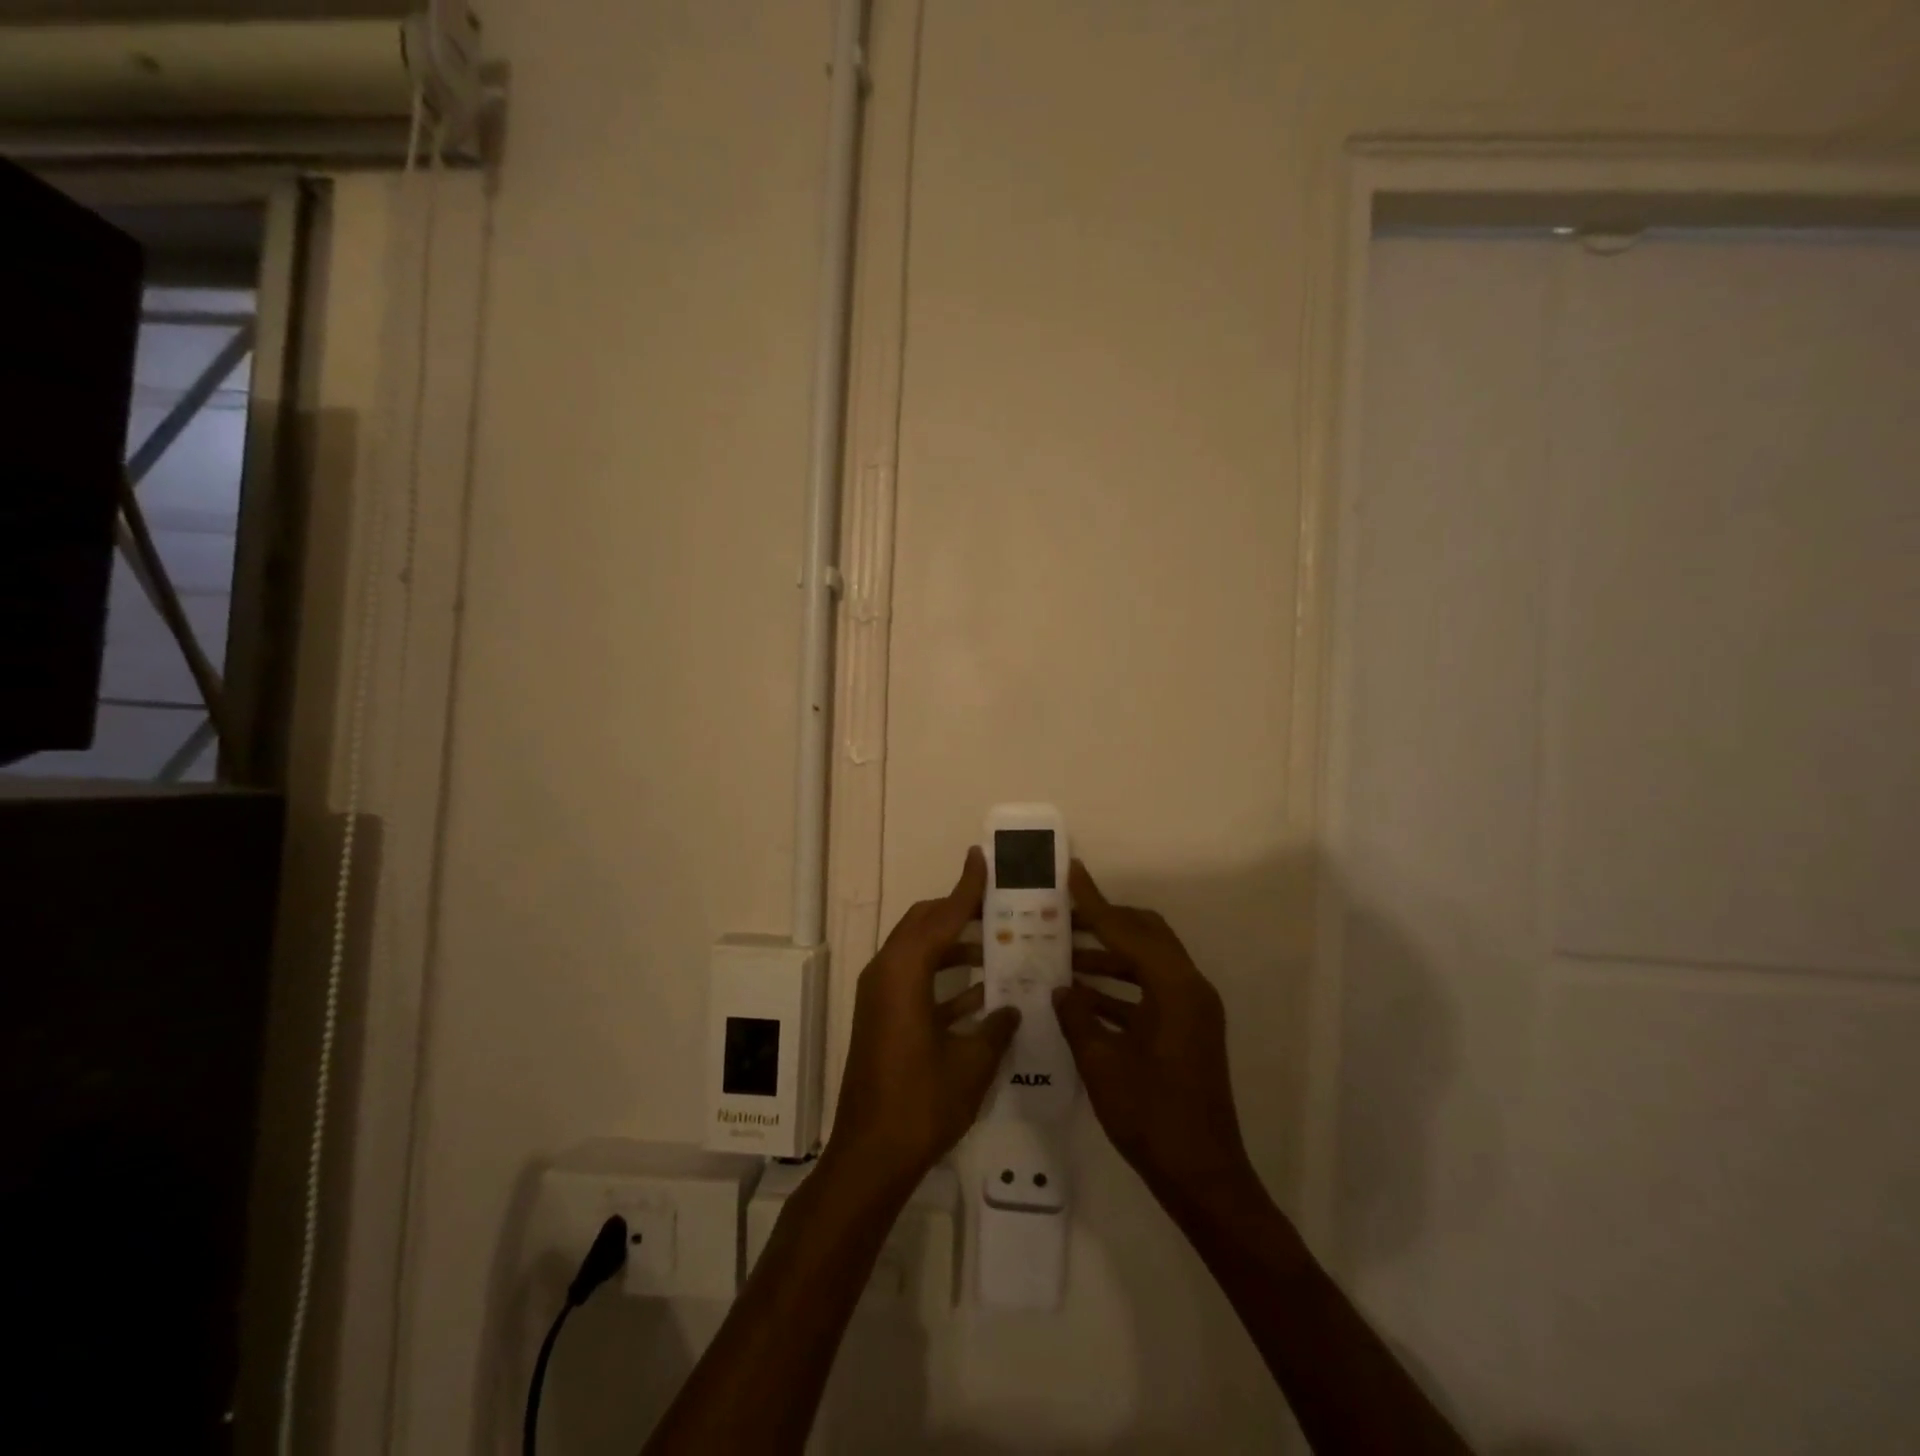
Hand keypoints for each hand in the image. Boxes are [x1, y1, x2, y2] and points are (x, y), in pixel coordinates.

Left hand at [826, 848, 1020, 1197]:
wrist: (869, 1157)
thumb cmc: (921, 1104)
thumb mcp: (970, 1064)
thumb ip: (995, 1028)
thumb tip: (1011, 1008)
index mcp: (903, 973)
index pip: (941, 917)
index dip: (966, 888)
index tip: (982, 859)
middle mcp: (885, 974)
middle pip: (924, 925)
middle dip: (959, 912)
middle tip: (998, 905)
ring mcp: (880, 997)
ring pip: (920, 952)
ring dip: (955, 946)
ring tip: (999, 946)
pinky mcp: (881, 1018)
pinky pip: (915, 981)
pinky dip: (945, 979)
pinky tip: (982, 994)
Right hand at [1054, 860, 1256, 1213]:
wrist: (1202, 1177)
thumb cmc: (1152, 1118)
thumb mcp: (1102, 1064)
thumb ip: (1078, 1017)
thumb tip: (1060, 988)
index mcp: (1175, 988)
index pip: (1127, 930)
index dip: (1094, 902)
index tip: (1071, 873)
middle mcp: (1189, 988)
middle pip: (1145, 934)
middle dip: (1104, 921)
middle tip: (1064, 915)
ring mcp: (1190, 1009)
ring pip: (1146, 962)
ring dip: (1107, 956)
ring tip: (1062, 953)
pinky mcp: (1186, 1030)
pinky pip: (1148, 990)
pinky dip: (1117, 987)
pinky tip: (1080, 995)